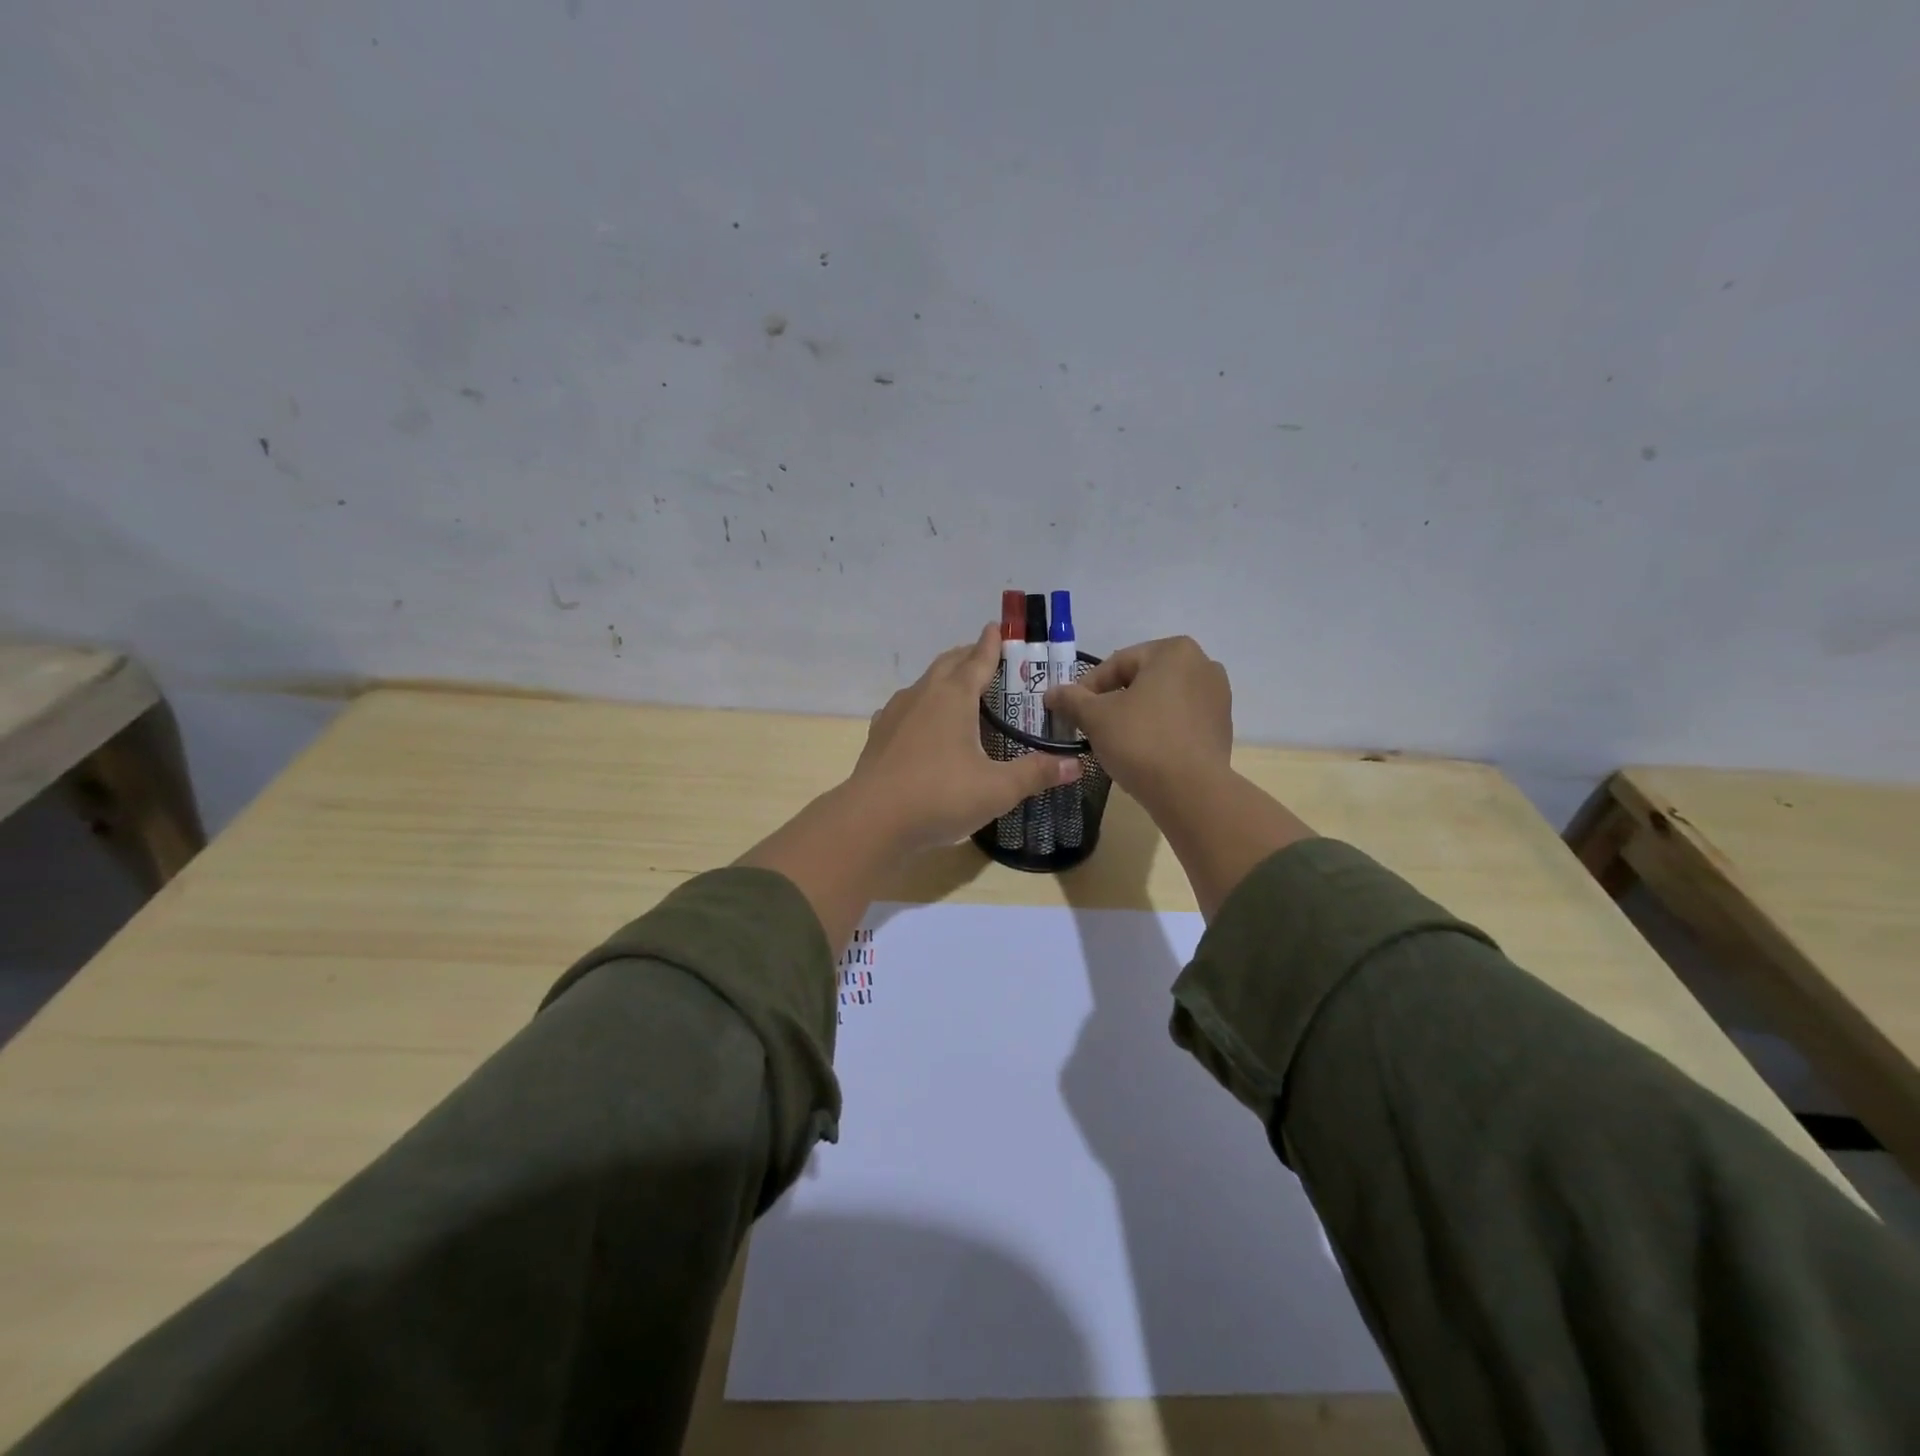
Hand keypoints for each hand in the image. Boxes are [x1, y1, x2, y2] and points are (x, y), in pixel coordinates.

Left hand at [850, 623, 1079, 853]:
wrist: (872, 820)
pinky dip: (921, 705)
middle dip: (967, 655)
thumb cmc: (940, 796)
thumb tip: (1076, 766)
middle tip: (984, 656)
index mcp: (954, 697)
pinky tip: (922, 721)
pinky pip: (905, 708)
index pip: (977, 660)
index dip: (991, 644)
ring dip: (943, 677)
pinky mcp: (880, 734)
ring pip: (924, 683)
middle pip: (948, 664)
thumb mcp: (997, 789)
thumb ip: (1036, 773)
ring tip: (958, 687)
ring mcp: (896, 713)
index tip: (997, 627)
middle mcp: (923, 695)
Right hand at [1045, 636, 1231, 810]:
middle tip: (1092, 726)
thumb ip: (1071, 699)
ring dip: (1137, 715)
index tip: (1072, 711)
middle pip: (1142, 680)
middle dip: (1115, 700)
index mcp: (1174, 651)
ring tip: (1116, 741)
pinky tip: (1144, 754)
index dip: (1088, 688)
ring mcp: (1218, 697)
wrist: (1190, 792)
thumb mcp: (1095, 717)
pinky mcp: (1222, 727)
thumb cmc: (1140, 741)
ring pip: (1162, 701)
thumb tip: (1051, 693)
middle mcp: (1203, 665)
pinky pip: (1180, 721)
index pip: (1117, 664)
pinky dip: (1160, 731)